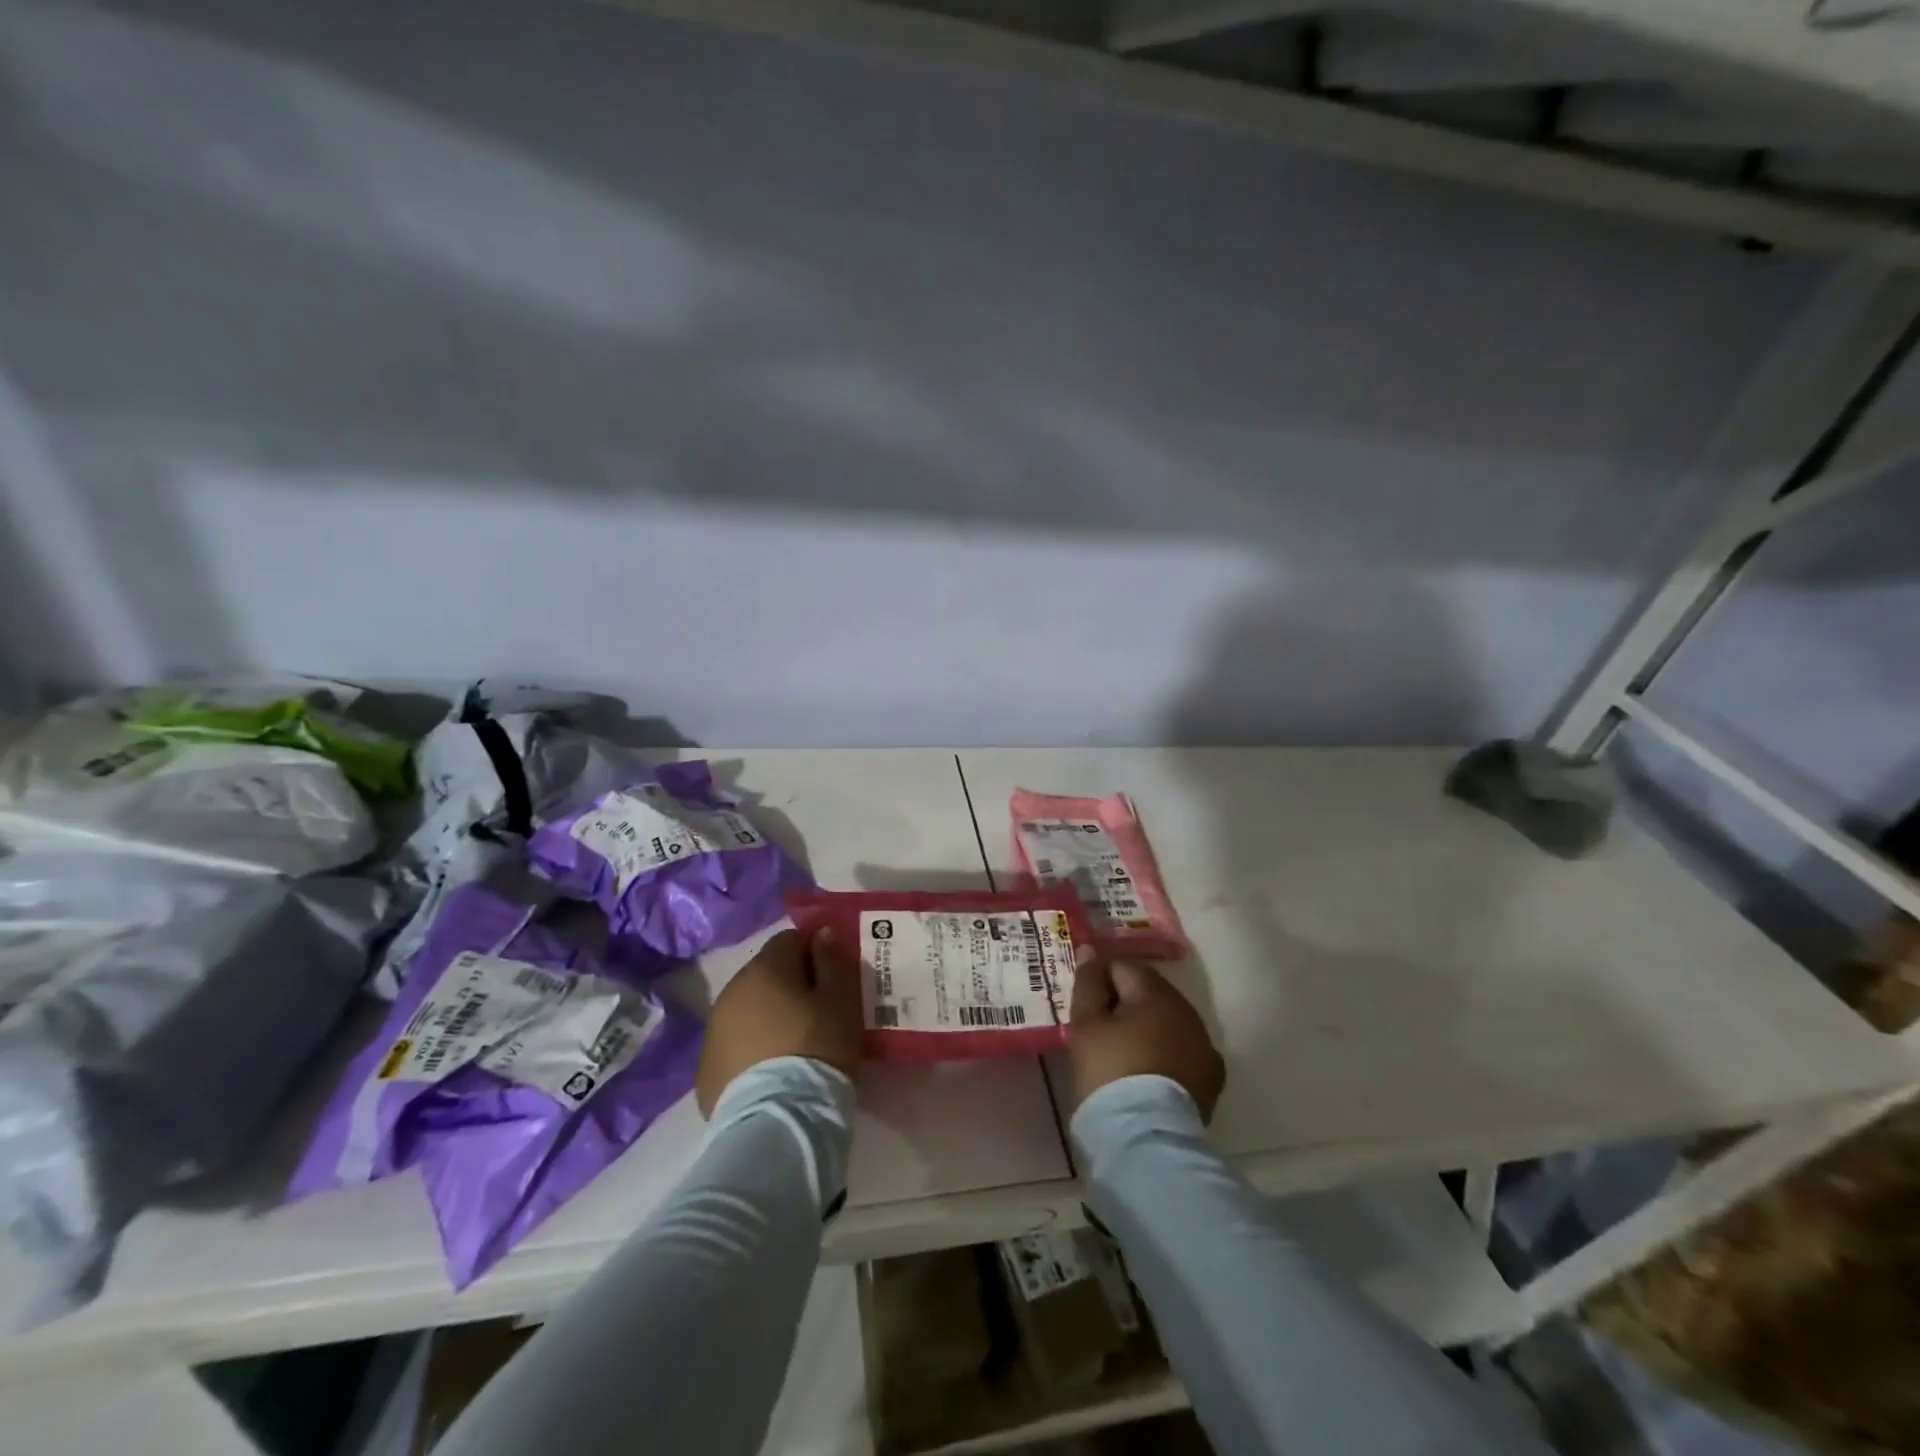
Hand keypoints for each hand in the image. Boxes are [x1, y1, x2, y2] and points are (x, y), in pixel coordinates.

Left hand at [696, 927, 862, 1116]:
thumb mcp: (841, 999)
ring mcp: (713, 1030)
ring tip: (792, 1047)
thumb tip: (821, 934)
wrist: (778, 1121)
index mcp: (765, 968)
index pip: (790, 940)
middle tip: (816, 1015)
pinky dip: (751, 1049)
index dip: (813, 955)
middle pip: (766, 974)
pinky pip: (734, 1044)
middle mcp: (731, 991)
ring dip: (767, 1018)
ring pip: (747, 1009)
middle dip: (789, 987)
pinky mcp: (705, 1069)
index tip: (830, 981)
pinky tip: (770, 1072)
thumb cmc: (817, 1048)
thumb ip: (832, 960)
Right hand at [1067, 951, 1225, 1120]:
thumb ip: (1087, 984)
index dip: (1097, 978)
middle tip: (1097, 1025)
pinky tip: (1148, 1069)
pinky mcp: (1211, 1077)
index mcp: (1155, 993)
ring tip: (1121, 1049)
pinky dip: (1165, 1051)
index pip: (1121, 966)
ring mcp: (1203, 1044)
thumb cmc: (1108, 1073)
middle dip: (1123, 1000)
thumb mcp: (1086, 1026)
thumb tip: (1090, 951)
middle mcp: (1187, 1011)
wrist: (1145, 1141)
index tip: (1081, 1002)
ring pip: (1168, 1020)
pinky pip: (1182, 1049)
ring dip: (1146, 1025)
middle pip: (1148, 991)